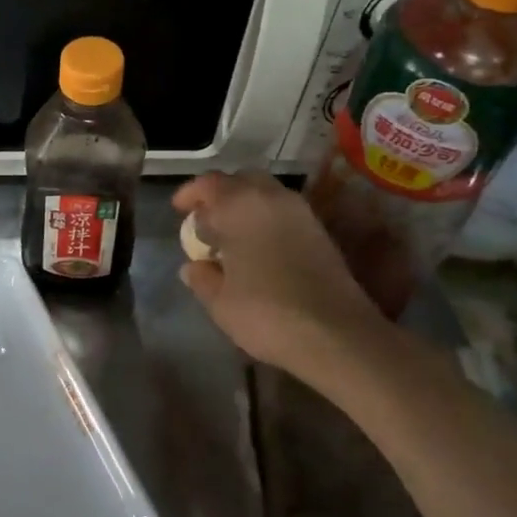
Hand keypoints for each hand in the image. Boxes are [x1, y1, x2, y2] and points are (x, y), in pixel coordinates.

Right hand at [173, 171, 391, 385]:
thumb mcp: (220, 302)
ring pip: (265, 194)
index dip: (190, 194)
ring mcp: (301, 213)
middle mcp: (271, 198)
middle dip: (220, 195)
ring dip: (244, 206)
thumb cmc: (267, 313)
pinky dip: (265, 219)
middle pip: (240, 180)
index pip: (208, 184)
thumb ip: (202, 277)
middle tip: (206, 220)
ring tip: (231, 235)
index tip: (179, 210)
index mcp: (240, 205)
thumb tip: (193, 266)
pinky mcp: (320, 232)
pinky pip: (283, 211)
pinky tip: (258, 248)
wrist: (338, 335)